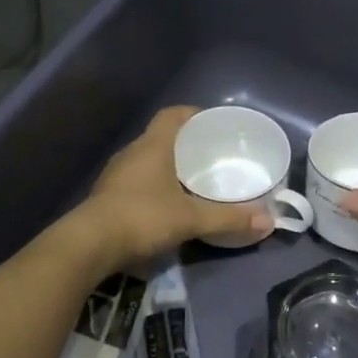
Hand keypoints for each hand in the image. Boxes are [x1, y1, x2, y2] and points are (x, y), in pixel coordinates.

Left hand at [77, 107, 269, 266]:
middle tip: (211, 154)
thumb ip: (228, 219)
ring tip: (193, 179)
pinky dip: (154, 185)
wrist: (88, 244)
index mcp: (153, 145)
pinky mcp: (107, 196)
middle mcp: (133, 152)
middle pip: (161, 136)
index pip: (172, 114)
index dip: (193, 114)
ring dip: (168, 165)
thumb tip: (268, 221)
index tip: (213, 123)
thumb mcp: (191, 219)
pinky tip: (167, 203)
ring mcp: (116, 174)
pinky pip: (137, 180)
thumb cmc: (142, 217)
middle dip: (186, 142)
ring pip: (147, 159)